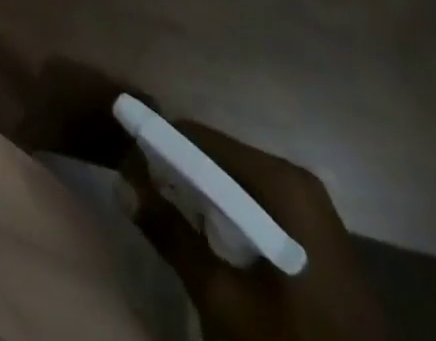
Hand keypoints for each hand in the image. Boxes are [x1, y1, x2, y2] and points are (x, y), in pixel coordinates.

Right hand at [120, 118, 387, 340]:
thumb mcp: (223, 298)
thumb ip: (170, 234)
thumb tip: (120, 181)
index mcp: (278, 181)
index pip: (196, 137)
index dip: (155, 147)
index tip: (126, 170)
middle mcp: (295, 178)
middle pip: (215, 156)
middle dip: (176, 174)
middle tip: (144, 201)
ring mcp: (310, 206)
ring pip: (233, 180)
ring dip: (199, 196)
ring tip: (170, 221)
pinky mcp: (314, 233)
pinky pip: (255, 202)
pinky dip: (225, 214)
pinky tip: (210, 244)